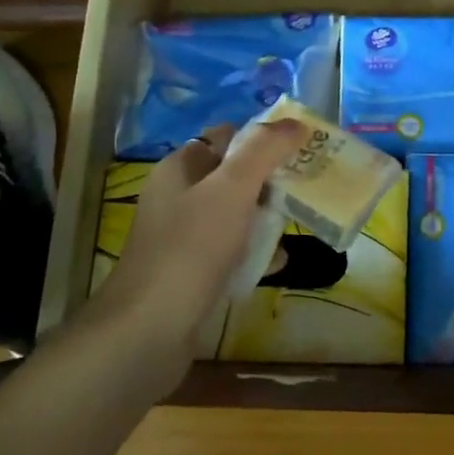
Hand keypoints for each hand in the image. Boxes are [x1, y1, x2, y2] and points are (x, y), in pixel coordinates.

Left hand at [83, 119, 305, 362]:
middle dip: (270, 182)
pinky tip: (275, 264)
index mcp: (179, 169)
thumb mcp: (232, 188)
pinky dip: (253, 254)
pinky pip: (230, 252)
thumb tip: (295, 123)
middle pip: (233, 177)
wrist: (148, 331)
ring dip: (265, 219)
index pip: (225, 138)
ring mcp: (182, 238)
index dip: (261, 139)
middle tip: (304, 189)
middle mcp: (178, 198)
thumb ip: (264, 151)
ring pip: (235, 216)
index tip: (298, 149)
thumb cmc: (191, 248)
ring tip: (296, 227)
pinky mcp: (190, 273)